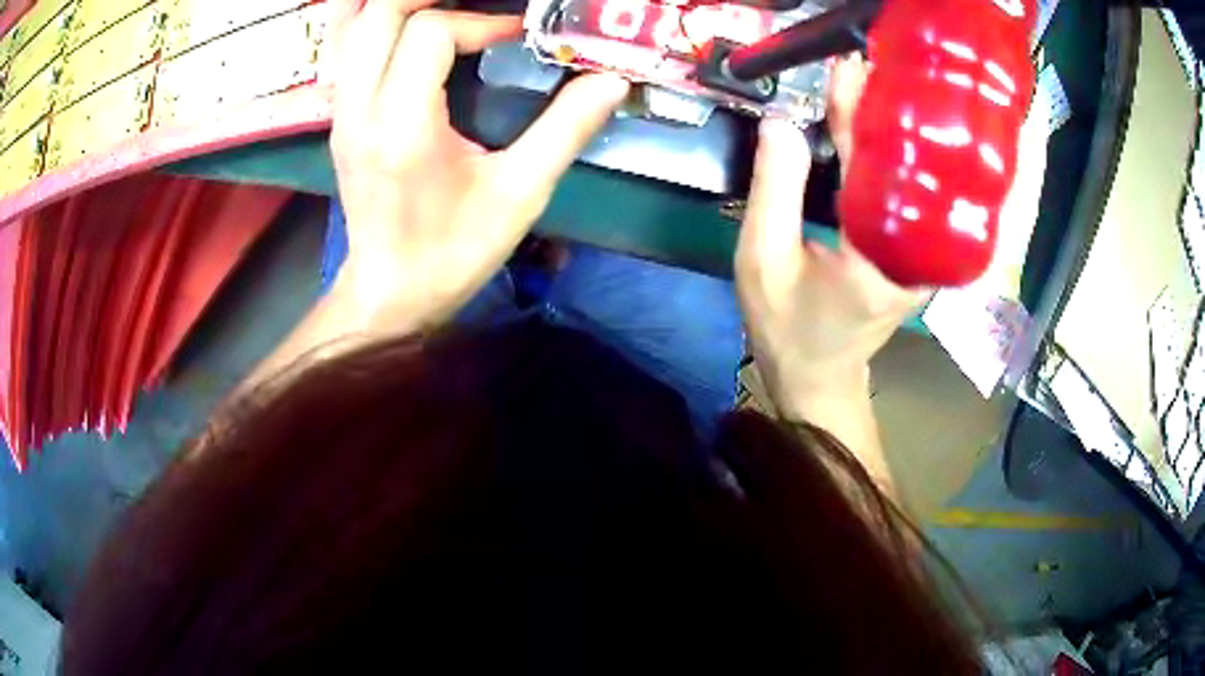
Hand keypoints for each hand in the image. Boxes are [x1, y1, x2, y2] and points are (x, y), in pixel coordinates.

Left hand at [328, 0, 628, 332]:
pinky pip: (343, 49)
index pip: (430, 33)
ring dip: (392, 3)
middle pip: (378, 13)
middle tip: (477, 1)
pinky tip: (401, 22)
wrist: (390, 290)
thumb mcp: (520, 195)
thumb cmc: (453, 251)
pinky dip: (369, 22)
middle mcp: (359, 109)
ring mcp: (341, 112)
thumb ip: (566, 129)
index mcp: (403, 125)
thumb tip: (610, 80)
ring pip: (350, 26)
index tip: (516, 35)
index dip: (480, 21)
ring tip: (439, 5)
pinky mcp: (339, 118)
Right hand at [735, 55, 927, 420]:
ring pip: (914, 182)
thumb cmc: (788, 327)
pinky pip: (909, 197)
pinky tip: (877, 132)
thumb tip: (780, 122)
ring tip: (871, 89)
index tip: (848, 70)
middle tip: (865, 68)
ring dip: (892, 133)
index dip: (858, 116)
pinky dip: (893, 161)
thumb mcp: (762, 261)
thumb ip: (774, 190)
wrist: (819, 376)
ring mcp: (925, 260)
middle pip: (907, 170)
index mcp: (879, 263)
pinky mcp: (919, 257)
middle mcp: (916, 258)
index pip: (874, 171)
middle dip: (884, 116)